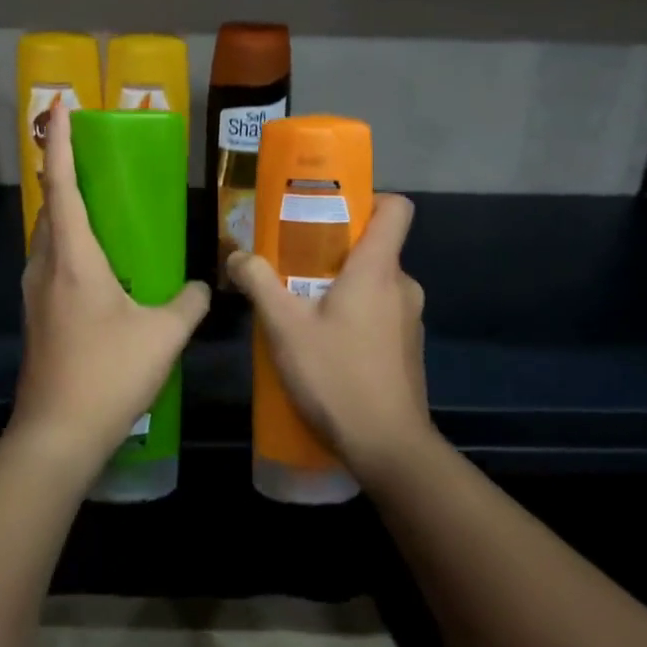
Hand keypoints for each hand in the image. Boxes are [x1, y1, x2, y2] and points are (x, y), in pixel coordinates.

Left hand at [8, 100, 210, 479]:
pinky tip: (98, 269)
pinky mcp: (35, 318)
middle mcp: (45, 267)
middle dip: (63, 175)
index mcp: (73, 258)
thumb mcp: (163, 335)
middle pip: (48, 207)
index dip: (60, 141)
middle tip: (91, 159)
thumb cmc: (108, 373)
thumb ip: (188, 302)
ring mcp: (33, 294)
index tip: (58, 104)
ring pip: (46, 237)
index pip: (62, 184)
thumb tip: (203, 286)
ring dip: (65, 214)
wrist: (57, 433)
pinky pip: (49, 264)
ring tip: (98, 210)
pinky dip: (68, 248)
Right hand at [227, 194, 433, 488]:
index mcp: (378, 269)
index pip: (396, 208)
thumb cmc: (337, 376)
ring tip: (302, 310)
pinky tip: (325, 346)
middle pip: (375, 248)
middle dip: (335, 252)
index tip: (331, 213)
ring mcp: (410, 320)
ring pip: (375, 285)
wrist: (388, 447)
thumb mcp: (285, 328)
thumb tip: (237, 256)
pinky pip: (380, 314)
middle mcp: (403, 286)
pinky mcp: (408, 349)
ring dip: (342, 289)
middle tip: (294, 267)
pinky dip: (355, 317)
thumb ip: (259, 284)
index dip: (369, 200)